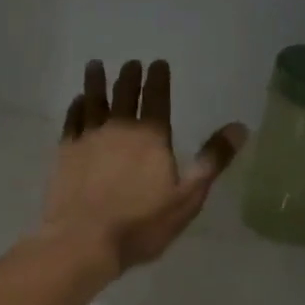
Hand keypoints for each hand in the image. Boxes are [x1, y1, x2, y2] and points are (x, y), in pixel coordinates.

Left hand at [39, 60, 247, 274]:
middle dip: (130, 76)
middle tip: (131, 63)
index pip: (157, 98)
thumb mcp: (187, 198)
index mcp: (151, 137)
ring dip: (96, 82)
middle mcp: (119, 129)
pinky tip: (77, 101)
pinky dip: (76, 107)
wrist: (83, 241)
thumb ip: (212, 161)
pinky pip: (72, 121)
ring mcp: (88, 139)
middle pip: (125, 95)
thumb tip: (239, 127)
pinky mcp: (65, 153)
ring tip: (95, 65)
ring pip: (93, 101)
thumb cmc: (141, 224)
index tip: (157, 63)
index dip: (158, 79)